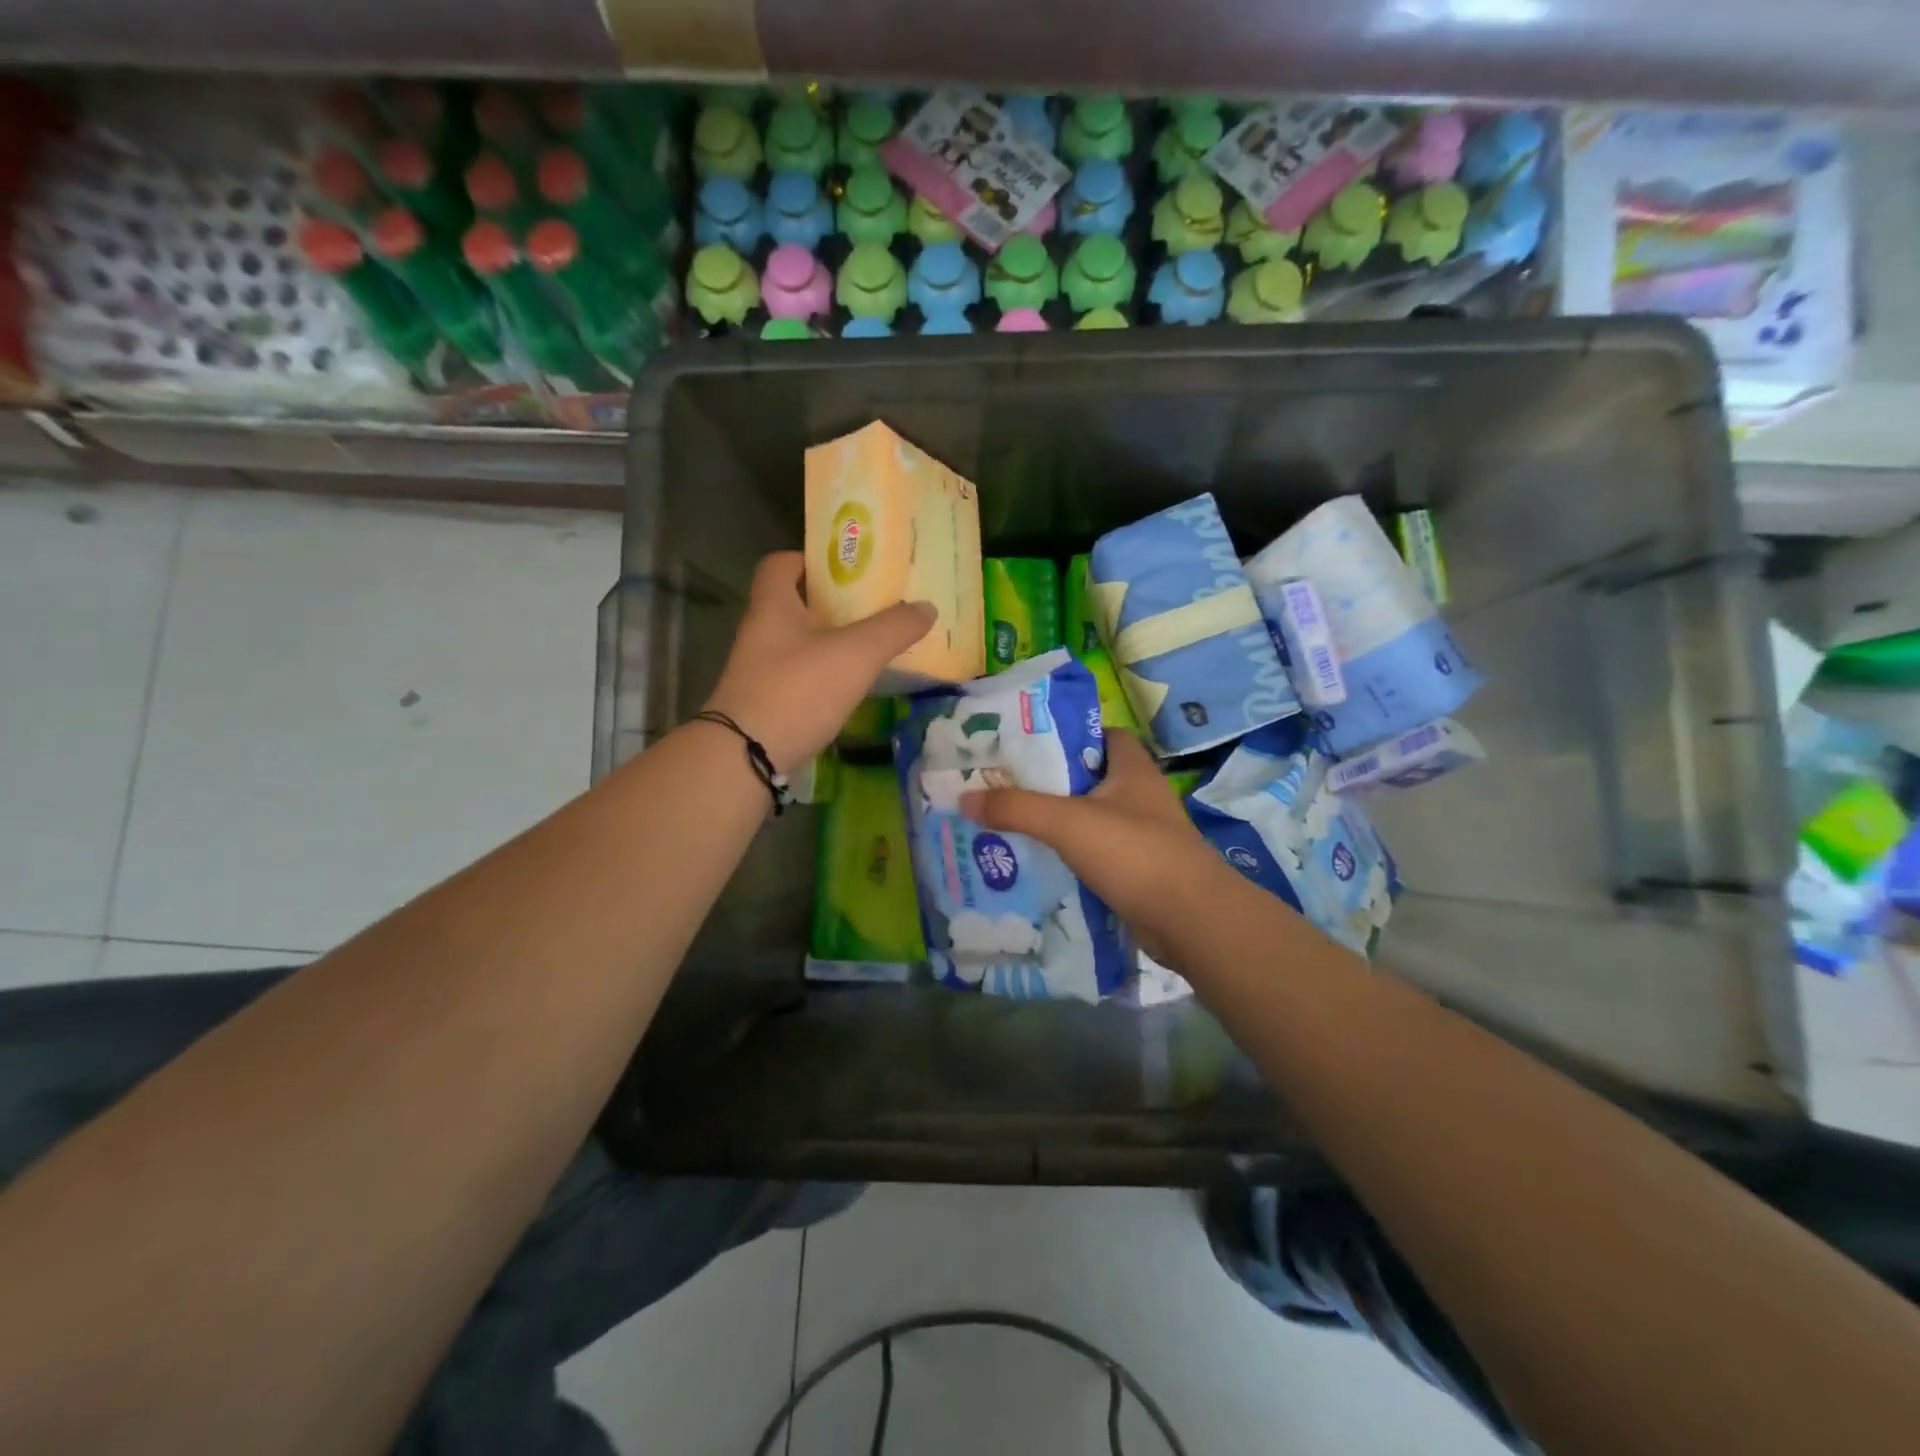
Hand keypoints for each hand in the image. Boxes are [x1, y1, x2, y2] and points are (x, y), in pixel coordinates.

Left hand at [703, 553, 933, 772]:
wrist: (747, 757)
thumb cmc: (798, 690)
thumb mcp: (856, 653)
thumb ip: (893, 628)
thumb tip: (927, 607)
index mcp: (773, 606)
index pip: (780, 564)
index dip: (809, 559)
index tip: (846, 568)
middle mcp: (760, 633)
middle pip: (795, 605)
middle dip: (832, 603)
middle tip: (873, 607)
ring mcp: (760, 671)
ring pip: (798, 644)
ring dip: (830, 642)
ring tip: (871, 647)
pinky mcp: (766, 704)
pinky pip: (799, 677)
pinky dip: (824, 676)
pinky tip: (852, 688)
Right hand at [961, 731, 1229, 959]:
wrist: (1190, 920)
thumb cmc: (1134, 853)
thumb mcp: (1068, 822)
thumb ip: (1017, 808)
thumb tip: (964, 798)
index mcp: (1131, 768)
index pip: (1100, 734)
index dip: (1065, 734)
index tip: (1025, 743)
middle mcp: (1138, 796)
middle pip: (1086, 778)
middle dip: (1046, 783)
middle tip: (1000, 786)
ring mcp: (1139, 835)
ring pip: (1087, 819)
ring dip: (1053, 823)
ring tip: (1005, 824)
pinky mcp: (1135, 870)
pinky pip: (1092, 855)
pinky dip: (1066, 857)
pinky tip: (1033, 863)